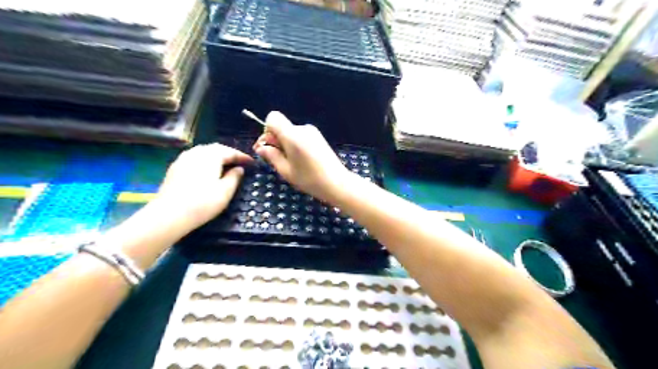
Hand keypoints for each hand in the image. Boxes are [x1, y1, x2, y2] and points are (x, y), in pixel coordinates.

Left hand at [156, 142, 252, 227]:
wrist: (169, 214)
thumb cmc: (203, 202)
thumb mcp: (226, 191)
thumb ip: (235, 177)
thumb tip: (239, 169)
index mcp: (211, 156)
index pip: (231, 152)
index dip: (242, 157)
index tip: (252, 163)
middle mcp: (197, 153)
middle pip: (216, 148)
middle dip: (229, 154)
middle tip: (239, 162)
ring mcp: (183, 159)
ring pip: (204, 152)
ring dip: (216, 156)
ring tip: (224, 165)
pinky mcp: (175, 168)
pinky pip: (194, 158)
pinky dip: (205, 161)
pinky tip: (207, 171)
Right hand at [253, 110, 354, 201]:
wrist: (337, 182)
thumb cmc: (309, 179)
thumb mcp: (285, 170)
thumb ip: (271, 155)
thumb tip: (261, 147)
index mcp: (292, 135)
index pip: (272, 117)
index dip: (267, 130)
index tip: (270, 146)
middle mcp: (302, 128)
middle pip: (282, 126)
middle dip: (275, 139)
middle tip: (275, 158)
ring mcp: (313, 132)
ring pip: (291, 132)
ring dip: (286, 144)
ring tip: (291, 162)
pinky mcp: (319, 137)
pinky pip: (300, 136)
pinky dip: (296, 145)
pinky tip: (301, 160)